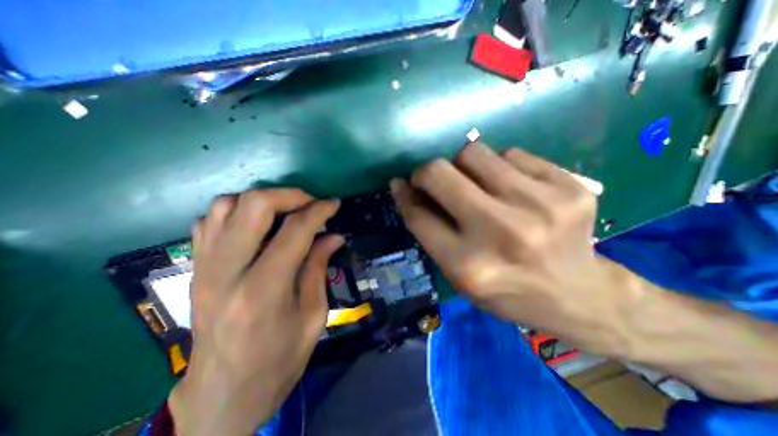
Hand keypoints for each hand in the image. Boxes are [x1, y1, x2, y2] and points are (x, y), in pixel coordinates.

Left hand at [171, 189, 340, 435]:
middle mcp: (227, 272)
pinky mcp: (194, 269)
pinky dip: (236, 212)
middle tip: (310, 204)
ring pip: (226, 205)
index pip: (295, 231)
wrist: (222, 395)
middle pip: (254, 205)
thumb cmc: (278, 360)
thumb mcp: (313, 316)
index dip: (319, 211)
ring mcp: (204, 268)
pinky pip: (208, 221)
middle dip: (289, 195)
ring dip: (262, 200)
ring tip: (285, 212)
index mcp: (264, 290)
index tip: (334, 204)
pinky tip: (257, 225)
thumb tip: (334, 236)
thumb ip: (319, 268)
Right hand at [393, 141, 624, 349]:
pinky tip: (512, 189)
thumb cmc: (507, 290)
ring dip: (464, 166)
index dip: (405, 194)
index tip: (401, 184)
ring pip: (473, 151)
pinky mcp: (570, 185)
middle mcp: (501, 232)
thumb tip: (404, 187)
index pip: (418, 215)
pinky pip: (511, 153)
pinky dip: (501, 167)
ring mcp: (540, 205)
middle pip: (441, 173)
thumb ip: (430, 230)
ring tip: (477, 185)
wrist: (578, 294)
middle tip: (434, 180)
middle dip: (427, 172)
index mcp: (469, 265)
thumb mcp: (459, 273)